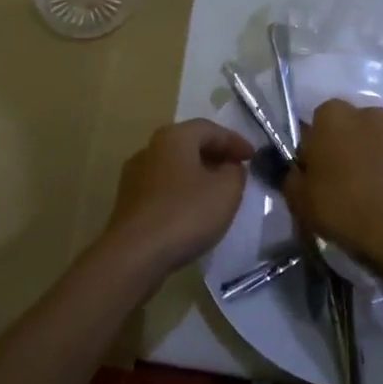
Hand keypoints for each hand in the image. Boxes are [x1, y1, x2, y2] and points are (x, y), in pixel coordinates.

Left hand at [103, 118, 256, 273]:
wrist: (134, 255)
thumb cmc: (185, 213)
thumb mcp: (226, 190)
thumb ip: (235, 172)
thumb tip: (231, 167)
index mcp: (173, 137)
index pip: (209, 129)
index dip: (235, 141)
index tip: (253, 157)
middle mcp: (150, 149)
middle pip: (189, 144)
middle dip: (216, 156)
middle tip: (237, 171)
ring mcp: (135, 176)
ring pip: (175, 167)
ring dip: (199, 175)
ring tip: (218, 192)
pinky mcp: (129, 202)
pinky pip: (163, 188)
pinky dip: (183, 192)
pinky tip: (194, 211)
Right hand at [283, 99, 382, 271]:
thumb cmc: (342, 207)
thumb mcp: (299, 198)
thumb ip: (292, 176)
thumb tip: (297, 170)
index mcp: (333, 115)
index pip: (319, 122)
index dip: (317, 147)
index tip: (318, 172)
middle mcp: (369, 112)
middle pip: (353, 126)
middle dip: (349, 145)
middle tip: (345, 180)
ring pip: (382, 138)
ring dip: (377, 154)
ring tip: (376, 189)